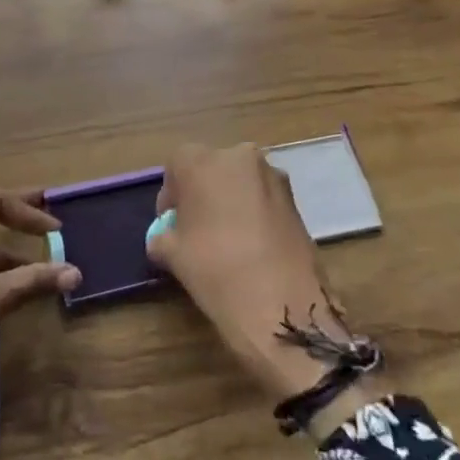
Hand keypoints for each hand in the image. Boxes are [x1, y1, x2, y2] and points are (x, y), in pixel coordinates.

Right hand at [150, 145, 382, 428]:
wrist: (281, 303)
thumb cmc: (214, 268)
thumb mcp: (171, 253)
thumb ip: (163, 236)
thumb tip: (165, 237)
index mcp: (201, 161)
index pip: (176, 165)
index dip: (171, 195)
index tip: (170, 223)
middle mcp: (238, 156)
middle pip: (212, 168)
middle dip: (202, 193)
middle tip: (197, 228)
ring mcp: (272, 176)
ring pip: (241, 182)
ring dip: (231, 201)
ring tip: (226, 239)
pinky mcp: (296, 199)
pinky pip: (264, 198)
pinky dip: (254, 213)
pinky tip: (251, 246)